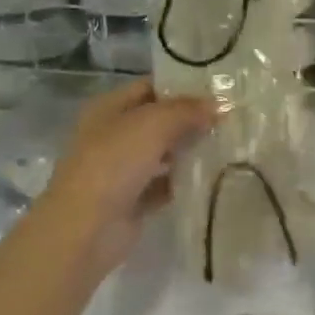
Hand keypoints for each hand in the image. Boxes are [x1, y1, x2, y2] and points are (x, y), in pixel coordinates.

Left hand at [36, 80, 213, 270]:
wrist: (85, 228)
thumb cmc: (113, 163)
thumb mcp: (153, 124)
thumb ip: (186, 110)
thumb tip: (217, 105)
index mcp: (108, 109)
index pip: (148, 88)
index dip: (180, 86)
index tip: (217, 88)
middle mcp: (113, 135)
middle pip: (157, 121)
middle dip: (189, 120)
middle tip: (229, 119)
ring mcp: (121, 170)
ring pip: (162, 154)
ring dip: (189, 151)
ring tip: (227, 145)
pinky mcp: (132, 201)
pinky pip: (164, 185)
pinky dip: (183, 182)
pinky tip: (212, 178)